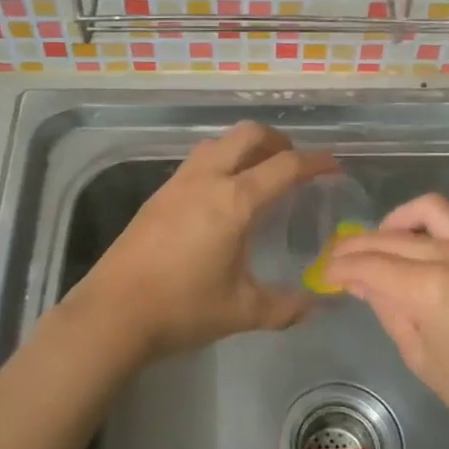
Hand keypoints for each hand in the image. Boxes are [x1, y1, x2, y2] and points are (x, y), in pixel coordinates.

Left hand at [71, 122, 336, 360]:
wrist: (113, 313)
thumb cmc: (182, 309)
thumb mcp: (242, 311)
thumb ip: (285, 307)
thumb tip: (314, 307)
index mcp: (234, 201)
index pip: (285, 166)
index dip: (315, 162)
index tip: (334, 166)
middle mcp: (207, 179)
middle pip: (248, 135)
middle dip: (278, 141)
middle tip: (294, 165)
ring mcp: (177, 183)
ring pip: (218, 143)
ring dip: (245, 147)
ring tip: (260, 174)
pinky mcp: (158, 195)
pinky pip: (198, 161)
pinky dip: (221, 162)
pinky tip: (222, 196)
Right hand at [325, 194, 448, 448]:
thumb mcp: (423, 360)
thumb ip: (390, 312)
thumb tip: (364, 283)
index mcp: (429, 289)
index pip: (370, 264)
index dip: (341, 266)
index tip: (325, 272)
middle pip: (391, 236)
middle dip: (358, 244)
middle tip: (341, 259)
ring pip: (429, 209)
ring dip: (399, 220)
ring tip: (386, 242)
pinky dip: (441, 224)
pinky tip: (433, 245)